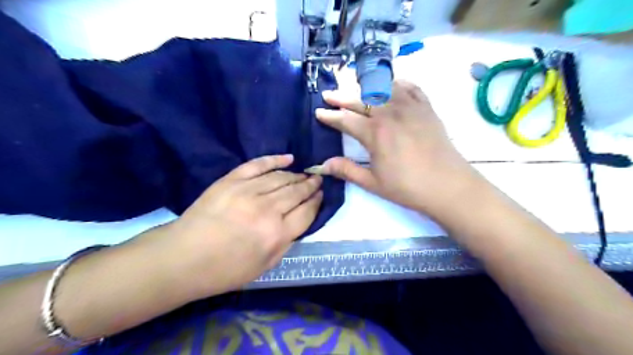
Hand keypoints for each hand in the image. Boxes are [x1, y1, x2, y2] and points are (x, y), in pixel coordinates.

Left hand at [153, 155, 321, 298]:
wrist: (183, 257)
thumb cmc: (225, 269)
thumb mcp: (265, 266)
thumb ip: (286, 242)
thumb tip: (299, 222)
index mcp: (277, 234)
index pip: (307, 212)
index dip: (316, 202)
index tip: (321, 195)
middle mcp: (267, 210)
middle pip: (297, 192)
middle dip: (311, 185)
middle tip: (318, 180)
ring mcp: (248, 191)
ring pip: (281, 177)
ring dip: (297, 175)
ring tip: (305, 174)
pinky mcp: (232, 180)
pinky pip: (258, 164)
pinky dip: (275, 159)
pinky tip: (289, 158)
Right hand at [317, 81, 479, 217]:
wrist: (448, 186)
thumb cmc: (408, 187)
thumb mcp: (373, 182)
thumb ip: (347, 170)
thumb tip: (323, 164)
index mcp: (375, 133)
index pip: (346, 120)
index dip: (330, 116)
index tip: (318, 112)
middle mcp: (390, 113)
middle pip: (360, 100)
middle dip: (341, 97)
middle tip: (328, 95)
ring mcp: (410, 107)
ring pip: (383, 88)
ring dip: (366, 86)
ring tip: (356, 86)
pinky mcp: (426, 108)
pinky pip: (410, 87)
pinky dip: (397, 83)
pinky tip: (391, 85)